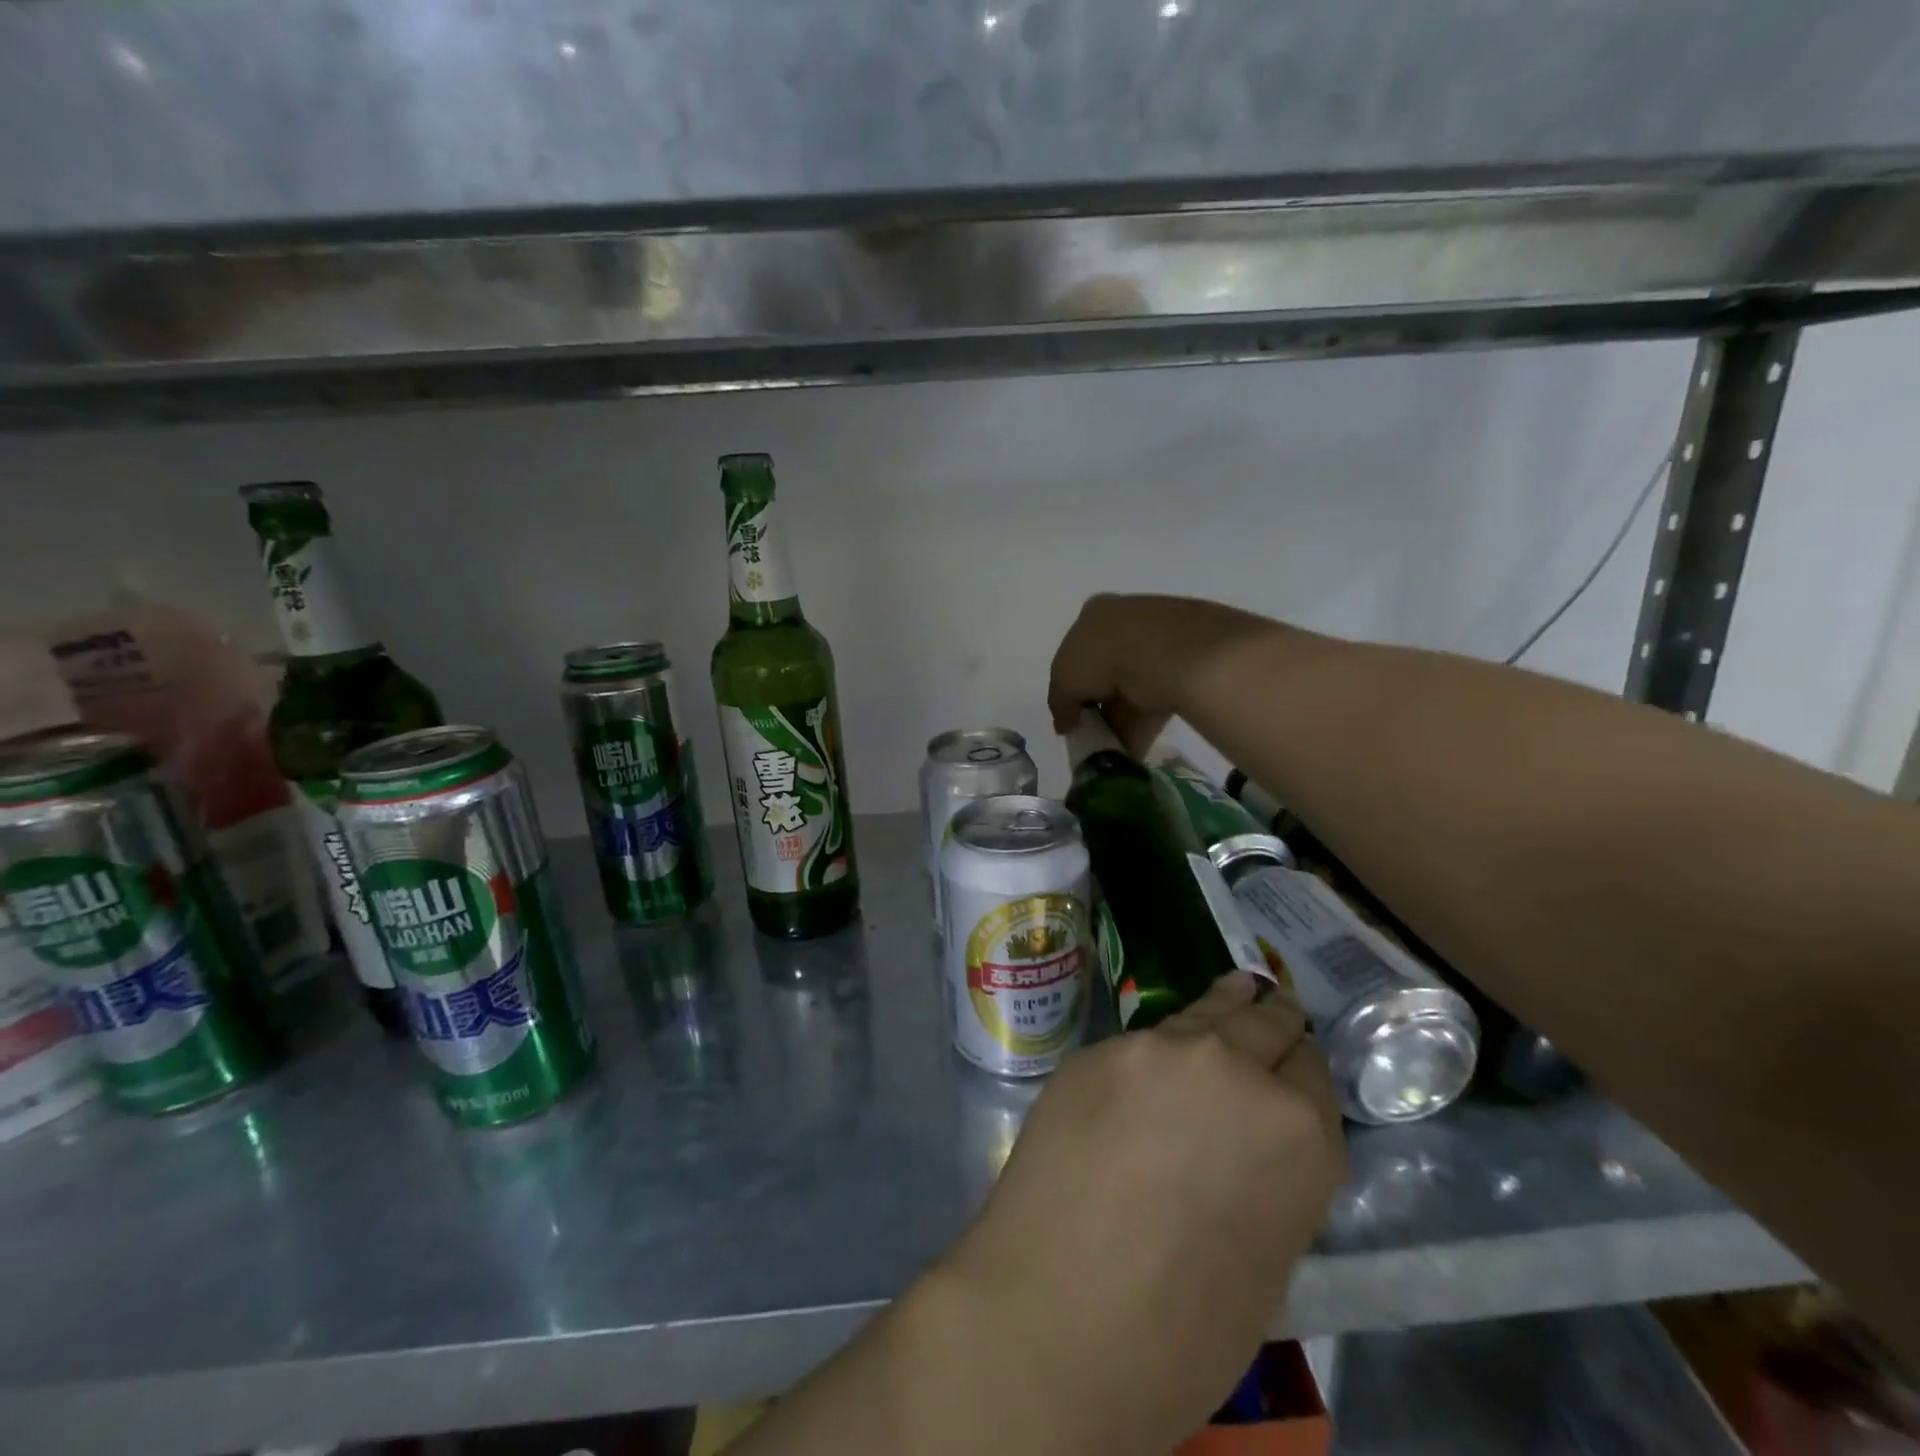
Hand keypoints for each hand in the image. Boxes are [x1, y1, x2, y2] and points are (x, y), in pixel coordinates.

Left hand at [942, 972, 1346, 1452]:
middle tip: (1271, 1004)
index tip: (1294, 1065)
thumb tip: (1242, 1150)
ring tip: (1234, 989)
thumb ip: (1265, 1179)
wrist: (1056, 1315)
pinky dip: (1156, 1051)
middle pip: (1263, 1023)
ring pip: (1203, 1014)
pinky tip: (1151, 1065)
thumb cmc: (1179, 1331)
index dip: (1300, 1070)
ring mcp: (1157, 1050)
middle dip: (1270, 1019)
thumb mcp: (1262, 1259)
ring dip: (1221, 1009)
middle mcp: (1234, 1069)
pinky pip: (1140, 1044)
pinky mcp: (1096, 1051)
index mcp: (1298, 1133)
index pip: (1312, 1072)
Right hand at [1048, 594, 1272, 755]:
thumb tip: (1065, 724)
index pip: (1076, 652)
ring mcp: (1157, 644)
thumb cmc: (1102, 655)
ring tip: (1109, 750)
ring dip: (1118, 722)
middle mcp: (1126, 623)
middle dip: (1097, 706)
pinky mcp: (1183, 669)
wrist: (1164, 653)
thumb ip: (1060, 703)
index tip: (1071, 713)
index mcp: (1094, 614)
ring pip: (1130, 691)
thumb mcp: (1063, 679)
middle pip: (1104, 672)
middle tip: (1090, 733)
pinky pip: (1154, 702)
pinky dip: (1141, 727)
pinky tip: (1130, 751)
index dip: (1070, 686)